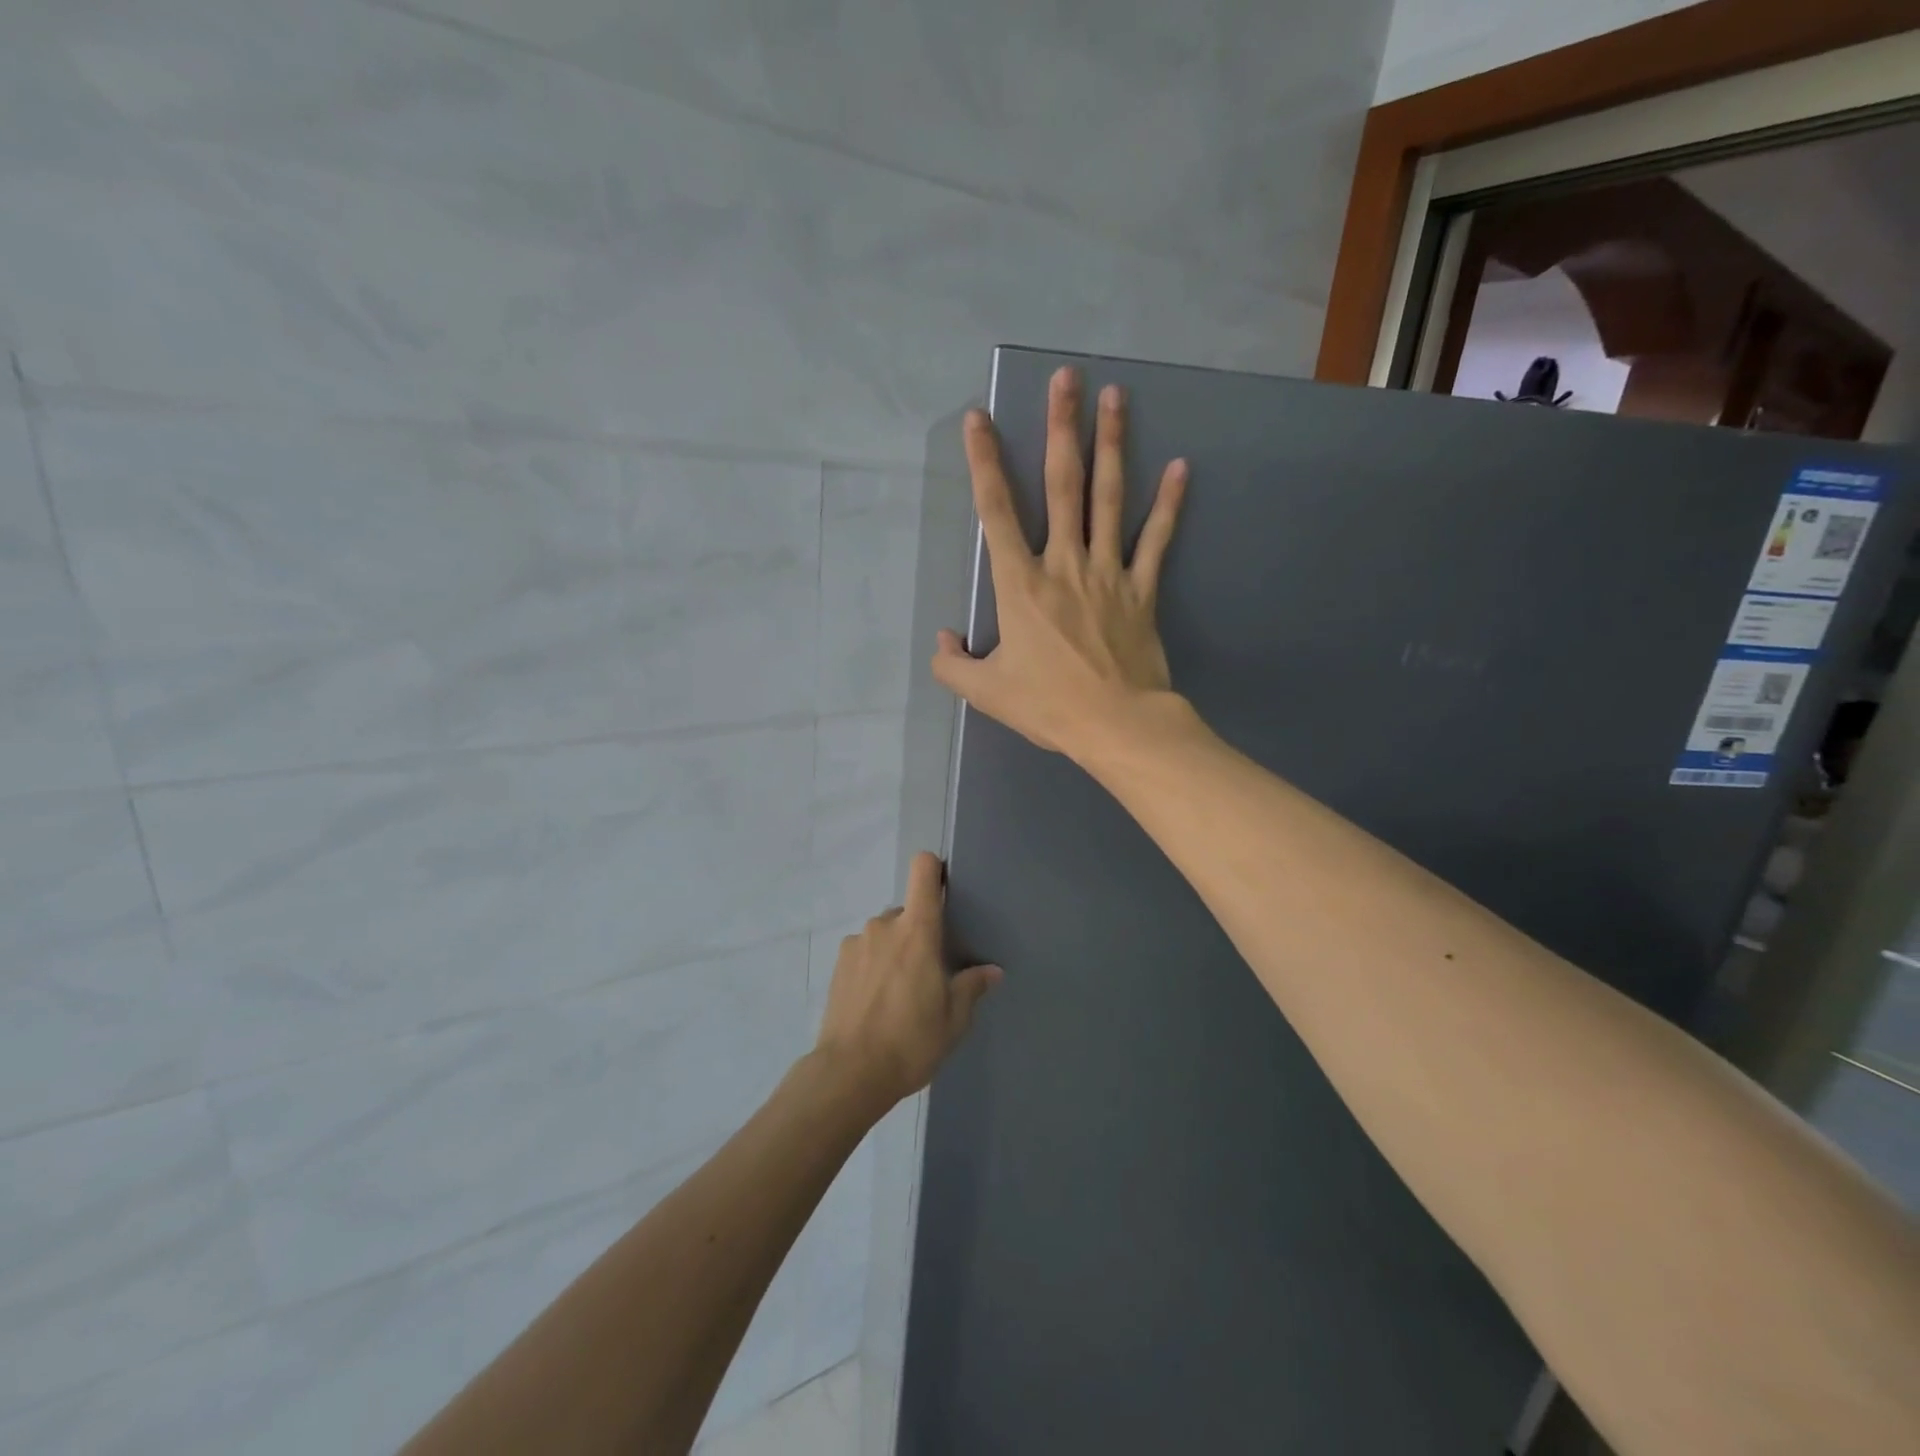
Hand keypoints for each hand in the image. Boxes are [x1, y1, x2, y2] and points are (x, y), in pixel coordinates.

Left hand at [813, 852, 1001, 1110]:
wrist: (850, 1072)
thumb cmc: (910, 1040)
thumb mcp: (954, 1019)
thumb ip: (972, 987)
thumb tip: (992, 971)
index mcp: (917, 930)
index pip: (923, 870)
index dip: (934, 870)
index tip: (944, 890)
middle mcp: (884, 925)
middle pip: (907, 912)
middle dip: (917, 934)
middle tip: (926, 973)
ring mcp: (856, 943)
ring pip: (884, 934)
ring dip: (893, 952)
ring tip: (897, 994)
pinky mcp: (837, 963)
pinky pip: (863, 952)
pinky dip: (872, 966)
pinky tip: (874, 1002)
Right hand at [932, 367, 1188, 759]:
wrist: (1116, 724)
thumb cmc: (1047, 706)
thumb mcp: (985, 693)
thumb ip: (953, 666)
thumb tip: (944, 642)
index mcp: (1020, 585)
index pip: (996, 512)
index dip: (984, 462)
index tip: (979, 418)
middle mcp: (1063, 564)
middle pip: (1061, 486)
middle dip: (1060, 428)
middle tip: (1066, 379)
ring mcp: (1107, 572)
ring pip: (1109, 499)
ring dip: (1111, 445)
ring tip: (1115, 397)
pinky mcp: (1141, 590)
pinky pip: (1155, 540)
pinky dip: (1169, 505)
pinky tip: (1180, 467)